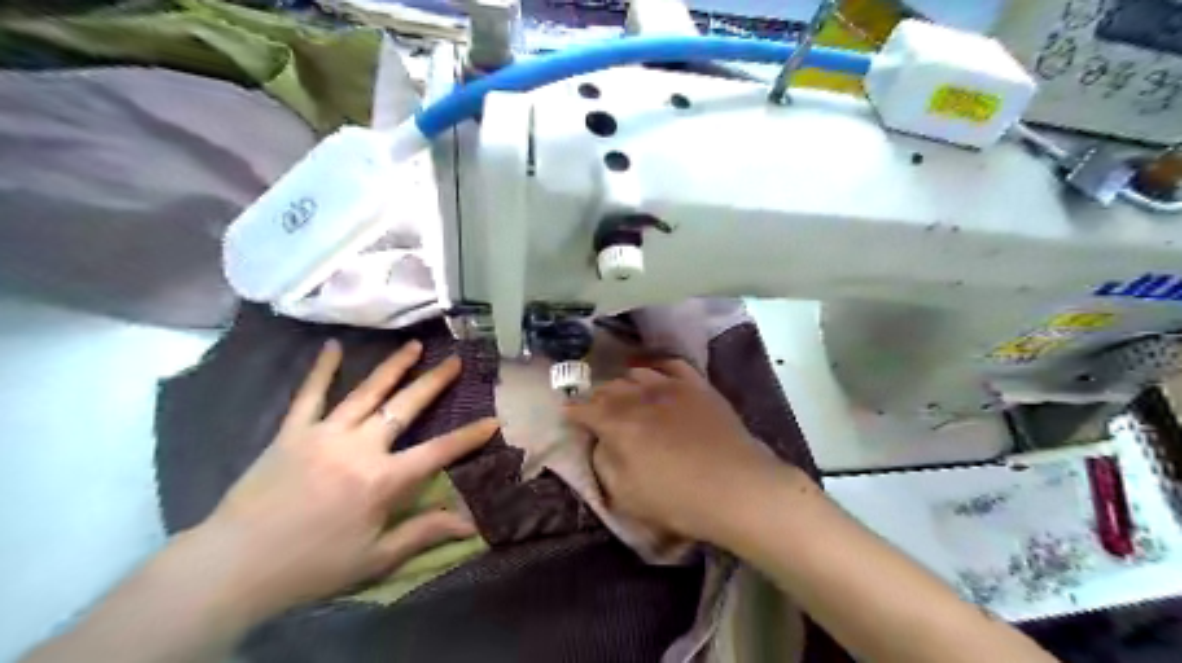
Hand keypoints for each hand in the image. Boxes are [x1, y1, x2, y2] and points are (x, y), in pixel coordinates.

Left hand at [192, 338, 494, 618]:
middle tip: (455, 361)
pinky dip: (321, 370)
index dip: (468, 438)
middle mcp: (358, 448)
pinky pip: (309, 395)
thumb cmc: (312, 566)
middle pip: (404, 408)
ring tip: (414, 346)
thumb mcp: (375, 559)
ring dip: (393, 368)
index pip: (437, 452)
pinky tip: (332, 347)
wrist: (233, 566)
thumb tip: (471, 524)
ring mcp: (324, 435)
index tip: (492, 421)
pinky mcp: (292, 432)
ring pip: (366, 393)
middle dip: (434, 383)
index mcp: (382, 480)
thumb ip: (423, 533)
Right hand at [564, 361, 802, 545]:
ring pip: (637, 373)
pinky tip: (655, 374)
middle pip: (609, 388)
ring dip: (624, 383)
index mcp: (618, 423)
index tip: (567, 413)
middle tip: (595, 409)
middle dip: (597, 397)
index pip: (585, 409)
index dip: (573, 411)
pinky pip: (672, 365)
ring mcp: (671, 386)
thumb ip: (605, 464)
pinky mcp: (698, 386)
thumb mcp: (626, 495)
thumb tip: (601, 443)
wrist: (737, 488)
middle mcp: (640, 396)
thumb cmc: (677, 499)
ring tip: (623, 393)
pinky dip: (657, 367)